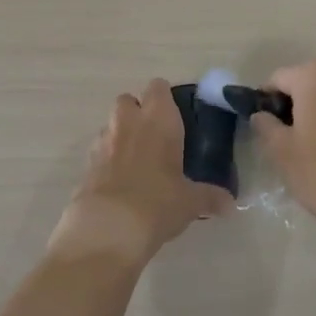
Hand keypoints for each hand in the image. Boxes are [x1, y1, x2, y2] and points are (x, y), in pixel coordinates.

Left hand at [49, 79, 229, 267]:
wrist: (108, 228)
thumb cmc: (158, 202)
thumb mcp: (190, 202)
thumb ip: (210, 197)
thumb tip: (230, 204)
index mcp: (158, 119)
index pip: (158, 87)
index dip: (165, 98)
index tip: (175, 116)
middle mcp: (128, 122)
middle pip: (128, 100)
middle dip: (137, 113)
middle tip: (155, 138)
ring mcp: (103, 141)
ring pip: (111, 125)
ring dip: (121, 135)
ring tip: (137, 163)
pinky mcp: (86, 164)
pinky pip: (99, 151)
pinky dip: (107, 160)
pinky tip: (120, 183)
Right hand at [251, 60, 315, 253]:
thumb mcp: (280, 149)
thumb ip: (265, 124)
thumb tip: (262, 115)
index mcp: (315, 76)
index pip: (277, 79)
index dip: (264, 101)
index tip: (260, 125)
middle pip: (304, 84)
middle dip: (290, 105)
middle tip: (280, 137)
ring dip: (312, 112)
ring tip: (304, 145)